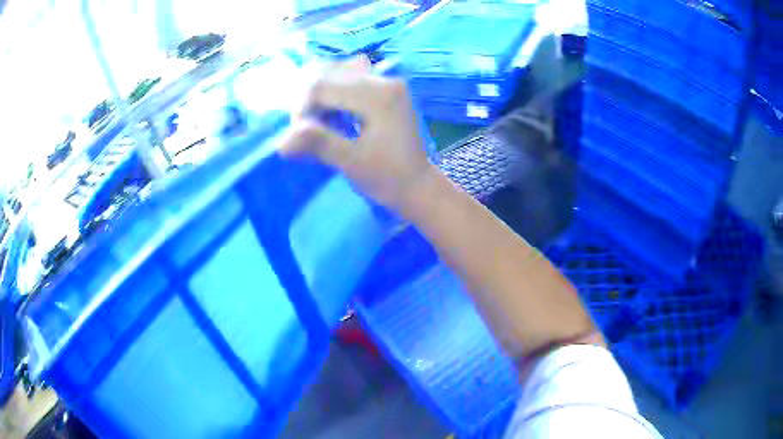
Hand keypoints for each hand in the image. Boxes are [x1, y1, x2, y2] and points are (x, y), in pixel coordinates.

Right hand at [279, 58, 434, 210]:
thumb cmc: (388, 178)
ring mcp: (388, 82)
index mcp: (378, 95)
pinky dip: (335, 93)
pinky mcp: (387, 88)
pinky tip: (332, 113)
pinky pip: (351, 79)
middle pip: (329, 75)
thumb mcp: (352, 162)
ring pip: (338, 73)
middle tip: (305, 129)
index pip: (323, 86)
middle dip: (309, 100)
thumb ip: (319, 144)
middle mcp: (385, 80)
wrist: (418, 185)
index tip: (297, 136)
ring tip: (318, 122)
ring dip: (320, 95)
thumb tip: (281, 141)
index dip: (302, 108)